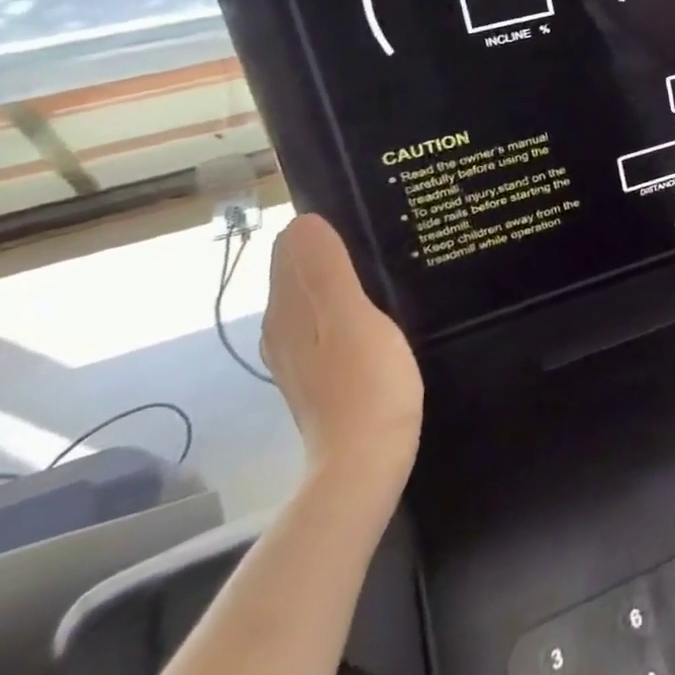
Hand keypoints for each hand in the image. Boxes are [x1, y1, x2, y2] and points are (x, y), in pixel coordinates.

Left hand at [262, 215, 422, 489]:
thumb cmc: (366, 385)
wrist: (365, 464)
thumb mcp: (352, 320)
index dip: (322, 224)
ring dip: (343, 272)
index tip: (366, 211)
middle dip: (332, 244)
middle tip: (385, 227)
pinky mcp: (323, 371)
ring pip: (315, 295)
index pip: (290, 248)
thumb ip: (327, 271)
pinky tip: (382, 303)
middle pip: (300, 270)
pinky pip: (329, 318)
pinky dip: (349, 300)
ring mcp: (302, 353)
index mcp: (288, 311)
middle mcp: (285, 328)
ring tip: (389, 257)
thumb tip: (303, 219)